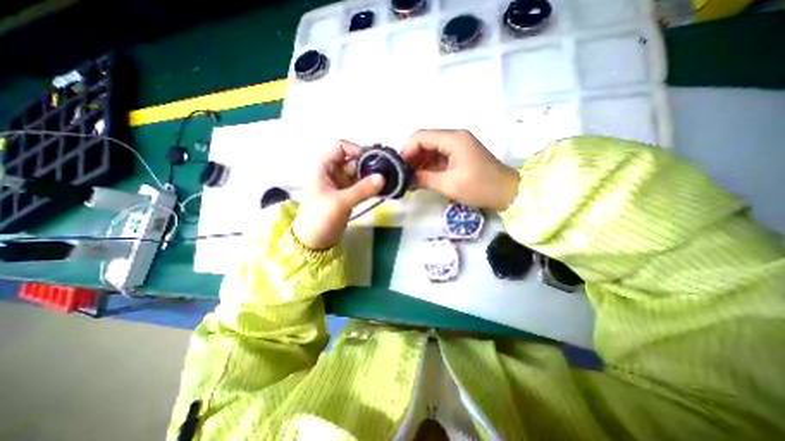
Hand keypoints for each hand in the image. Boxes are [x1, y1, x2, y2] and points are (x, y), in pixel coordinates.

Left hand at [293, 141, 385, 249]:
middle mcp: (333, 172)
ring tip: (389, 181)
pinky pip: (362, 187)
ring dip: (372, 177)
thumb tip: (383, 177)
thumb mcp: (340, 202)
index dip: (356, 150)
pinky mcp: (349, 196)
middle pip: (354, 161)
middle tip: (387, 172)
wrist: (314, 241)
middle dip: (369, 165)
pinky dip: (371, 187)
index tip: (372, 160)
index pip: (340, 148)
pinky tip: (383, 190)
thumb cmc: (319, 217)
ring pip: (359, 174)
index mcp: (324, 167)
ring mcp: (342, 185)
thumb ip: (362, 189)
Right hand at [401, 130, 520, 209]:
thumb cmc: (480, 187)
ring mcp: (458, 146)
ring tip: (410, 179)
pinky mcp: (460, 155)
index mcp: (453, 139)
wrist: (507, 192)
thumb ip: (425, 179)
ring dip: (419, 163)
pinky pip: (439, 157)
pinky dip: (429, 166)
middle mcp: (454, 137)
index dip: (407, 151)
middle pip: (425, 141)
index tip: (399, 168)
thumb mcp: (449, 185)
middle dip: (412, 158)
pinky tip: (422, 178)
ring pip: (431, 149)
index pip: (421, 137)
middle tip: (403, 175)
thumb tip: (406, 180)